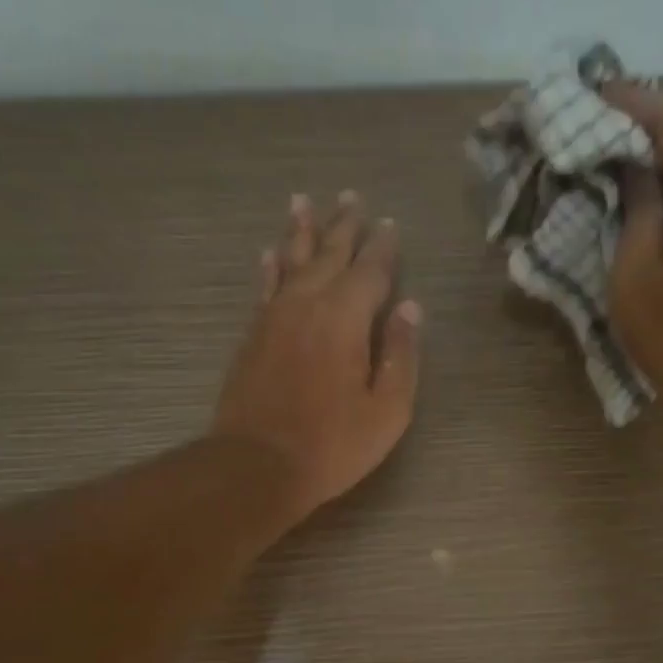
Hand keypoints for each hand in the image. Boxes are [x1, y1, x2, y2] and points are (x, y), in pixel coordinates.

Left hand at [211, 190, 422, 521]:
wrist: (257, 465)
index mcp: (345, 318)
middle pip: (328, 254)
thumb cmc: (332, 444)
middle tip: (350, 197)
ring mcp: (274, 317)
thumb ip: (400, 355)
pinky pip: (265, 287)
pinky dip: (270, 267)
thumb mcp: (387, 410)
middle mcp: (307, 304)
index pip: (370, 270)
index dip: (383, 247)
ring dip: (300, 232)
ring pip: (290, 261)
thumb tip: (410, 309)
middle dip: (342, 225)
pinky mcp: (252, 335)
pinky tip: (270, 253)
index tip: (389, 223)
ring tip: (303, 202)